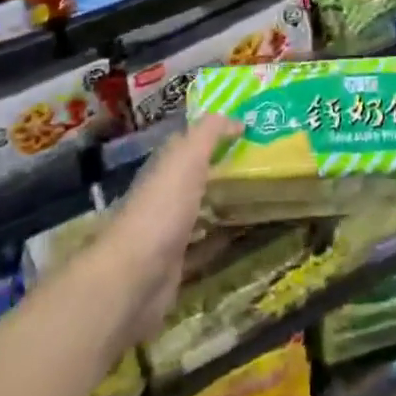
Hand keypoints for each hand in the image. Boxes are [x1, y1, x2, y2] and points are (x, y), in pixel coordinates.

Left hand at [93, 115, 238, 345]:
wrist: (135, 277)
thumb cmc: (162, 208)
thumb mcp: (188, 158)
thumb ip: (210, 133)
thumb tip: (237, 118)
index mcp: (164, 166)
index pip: (188, 141)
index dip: (213, 132)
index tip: (246, 127)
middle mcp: (164, 194)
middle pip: (195, 175)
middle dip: (221, 166)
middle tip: (259, 160)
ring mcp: (168, 230)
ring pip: (200, 208)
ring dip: (222, 201)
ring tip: (259, 194)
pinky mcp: (176, 263)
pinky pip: (204, 245)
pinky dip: (221, 238)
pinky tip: (244, 235)